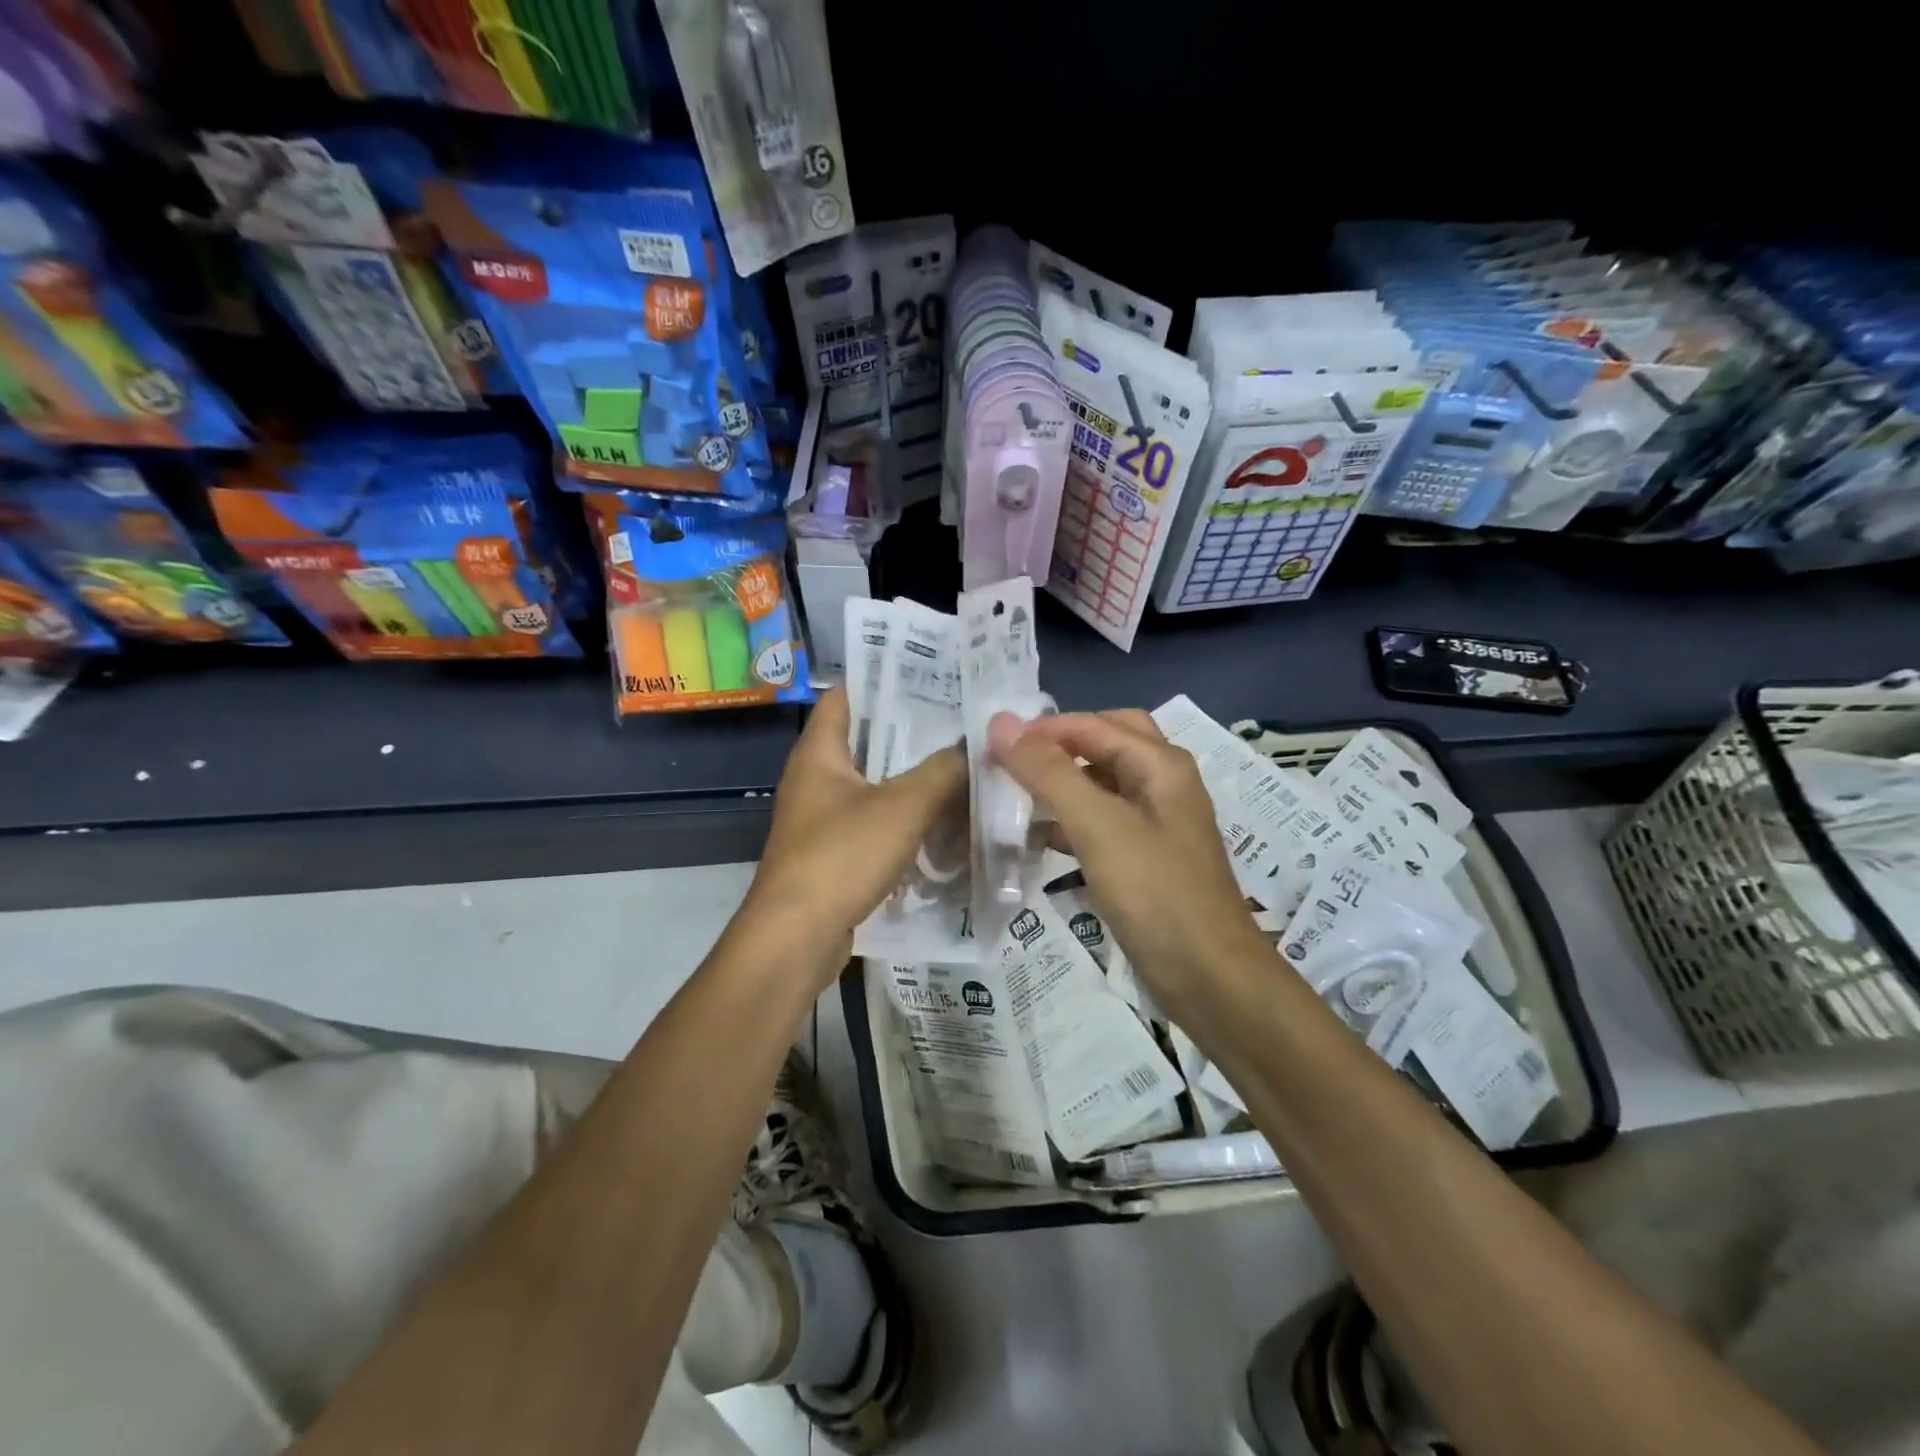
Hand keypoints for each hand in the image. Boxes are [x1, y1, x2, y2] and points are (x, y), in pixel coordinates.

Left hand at [742, 688, 966, 976]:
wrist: (795, 939)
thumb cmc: (841, 856)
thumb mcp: (903, 806)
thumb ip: (943, 771)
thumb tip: (974, 746)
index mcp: (819, 752)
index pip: (846, 696)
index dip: (883, 680)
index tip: (930, 674)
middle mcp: (815, 779)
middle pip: (865, 740)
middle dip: (911, 731)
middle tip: (962, 720)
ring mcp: (822, 819)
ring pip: (874, 785)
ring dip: (912, 778)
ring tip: (962, 764)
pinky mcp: (833, 855)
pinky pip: (875, 823)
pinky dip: (905, 818)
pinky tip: (944, 820)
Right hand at [988, 709, 1269, 1022]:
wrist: (1209, 978)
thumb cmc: (1155, 893)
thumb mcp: (1098, 825)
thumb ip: (1048, 772)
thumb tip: (1000, 723)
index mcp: (1160, 764)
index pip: (1092, 724)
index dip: (1041, 729)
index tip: (990, 745)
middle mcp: (1163, 783)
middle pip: (1105, 743)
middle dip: (1059, 746)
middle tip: (1014, 761)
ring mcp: (1158, 823)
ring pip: (1103, 784)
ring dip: (1063, 783)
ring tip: (1015, 796)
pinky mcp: (1147, 859)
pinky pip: (1104, 823)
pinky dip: (1072, 821)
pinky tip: (1041, 838)